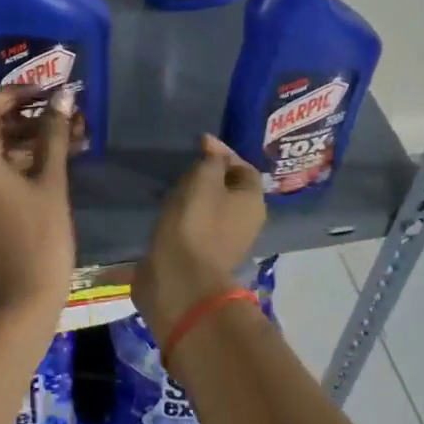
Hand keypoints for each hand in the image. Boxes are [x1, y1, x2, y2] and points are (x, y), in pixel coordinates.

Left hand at [0, 87, 75, 319]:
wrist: (23, 298)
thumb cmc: (41, 237)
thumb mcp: (51, 182)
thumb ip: (53, 134)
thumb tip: (63, 96)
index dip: (16, 94)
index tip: (47, 94)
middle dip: (25, 119)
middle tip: (61, 118)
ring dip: (23, 142)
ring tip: (63, 141)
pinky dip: (12, 165)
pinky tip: (47, 166)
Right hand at [134, 135, 265, 347]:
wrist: (179, 279)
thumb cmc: (195, 223)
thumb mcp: (203, 180)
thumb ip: (212, 160)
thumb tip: (214, 150)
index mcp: (253, 202)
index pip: (244, 167)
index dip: (223, 152)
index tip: (198, 144)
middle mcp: (247, 222)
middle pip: (231, 189)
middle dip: (210, 175)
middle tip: (185, 165)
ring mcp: (227, 242)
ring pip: (214, 209)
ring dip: (196, 196)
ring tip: (173, 186)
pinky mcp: (204, 256)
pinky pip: (199, 226)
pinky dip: (186, 215)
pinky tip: (169, 211)